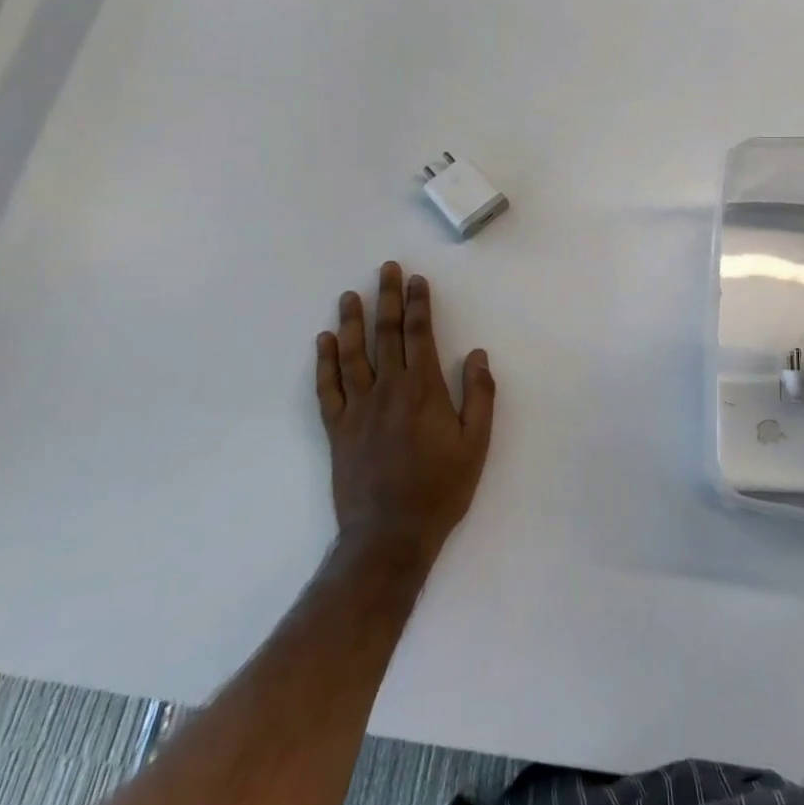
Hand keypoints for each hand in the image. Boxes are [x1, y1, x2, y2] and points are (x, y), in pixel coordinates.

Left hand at [316, 262, 494, 562]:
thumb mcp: (476, 444)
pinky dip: (324, 362)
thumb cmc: (441, 489)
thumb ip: (479, 396)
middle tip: (386, 270)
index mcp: (424, 390)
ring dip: (352, 322)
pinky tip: (324, 341)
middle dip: (387, 299)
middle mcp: (388, 390)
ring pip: (352, 354)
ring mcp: (358, 408)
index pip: (420, 335)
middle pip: (386, 335)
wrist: (390, 534)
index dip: (419, 304)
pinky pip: (327, 388)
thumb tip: (478, 354)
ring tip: (350, 295)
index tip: (417, 280)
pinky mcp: (337, 429)